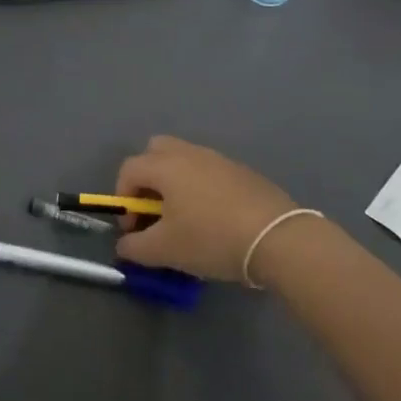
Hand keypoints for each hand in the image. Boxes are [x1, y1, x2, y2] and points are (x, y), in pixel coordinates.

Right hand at [113, 136, 308, 283]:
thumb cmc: (211, 238)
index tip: (133, 227)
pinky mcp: (242, 171)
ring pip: (185, 159)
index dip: (123, 197)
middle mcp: (189, 153)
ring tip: (185, 217)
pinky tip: (214, 218)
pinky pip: (210, 171)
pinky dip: (202, 187)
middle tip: (155, 210)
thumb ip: (135, 247)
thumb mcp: (165, 250)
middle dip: (147, 178)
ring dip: (175, 182)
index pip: (129, 169)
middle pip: (156, 151)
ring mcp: (219, 159)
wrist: (277, 238)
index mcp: (165, 165)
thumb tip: (124, 244)